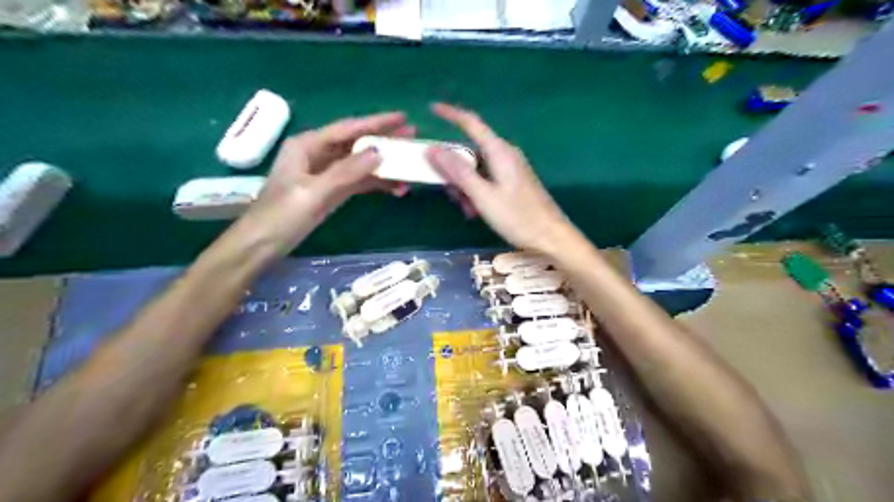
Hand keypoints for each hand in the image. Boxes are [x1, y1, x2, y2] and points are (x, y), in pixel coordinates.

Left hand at [243, 109, 412, 250]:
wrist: (262, 245)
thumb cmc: (281, 215)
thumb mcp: (313, 192)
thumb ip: (346, 171)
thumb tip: (379, 152)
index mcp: (308, 145)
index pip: (348, 129)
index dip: (376, 122)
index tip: (403, 119)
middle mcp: (318, 154)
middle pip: (356, 143)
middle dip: (384, 141)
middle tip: (412, 138)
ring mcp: (326, 174)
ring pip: (360, 163)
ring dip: (383, 166)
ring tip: (409, 166)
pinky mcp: (332, 192)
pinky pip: (358, 182)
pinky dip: (376, 184)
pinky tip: (395, 188)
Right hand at [426, 103, 580, 255]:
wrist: (551, 237)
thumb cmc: (518, 217)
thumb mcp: (483, 196)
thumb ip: (458, 172)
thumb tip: (433, 149)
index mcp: (499, 151)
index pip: (471, 122)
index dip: (450, 114)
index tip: (431, 108)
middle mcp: (504, 154)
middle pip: (470, 151)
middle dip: (454, 170)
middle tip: (450, 194)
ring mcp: (509, 169)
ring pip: (475, 168)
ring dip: (464, 186)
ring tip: (467, 210)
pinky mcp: (511, 182)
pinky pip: (485, 179)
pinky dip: (475, 192)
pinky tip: (475, 212)